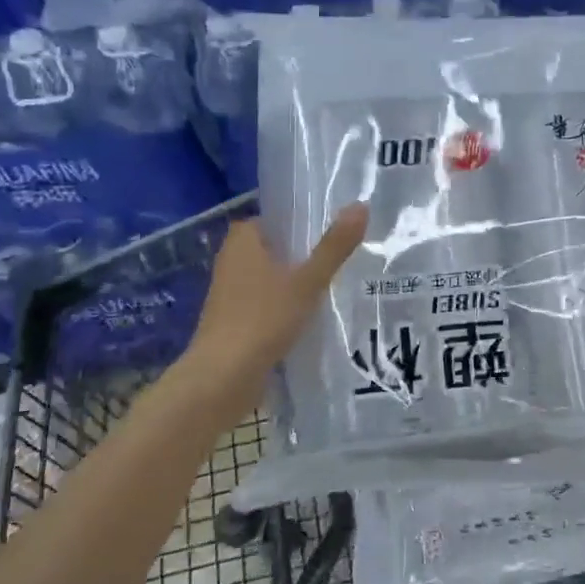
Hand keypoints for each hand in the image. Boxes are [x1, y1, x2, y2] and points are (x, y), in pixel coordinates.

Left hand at [187, 206, 368, 388]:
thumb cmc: (263, 319)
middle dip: (303, 255)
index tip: (332, 230)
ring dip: (296, 283)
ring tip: (336, 286)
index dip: (300, 222)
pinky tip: (313, 317)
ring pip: (271, 279)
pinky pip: (267, 305)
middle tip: (342, 257)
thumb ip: (334, 246)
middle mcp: (232, 262)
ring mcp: (230, 295)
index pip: (273, 219)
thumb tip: (362, 205)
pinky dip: (286, 308)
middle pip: (274, 249)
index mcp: (242, 241)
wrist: (223, 378)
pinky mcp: (235, 323)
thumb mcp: (307, 281)